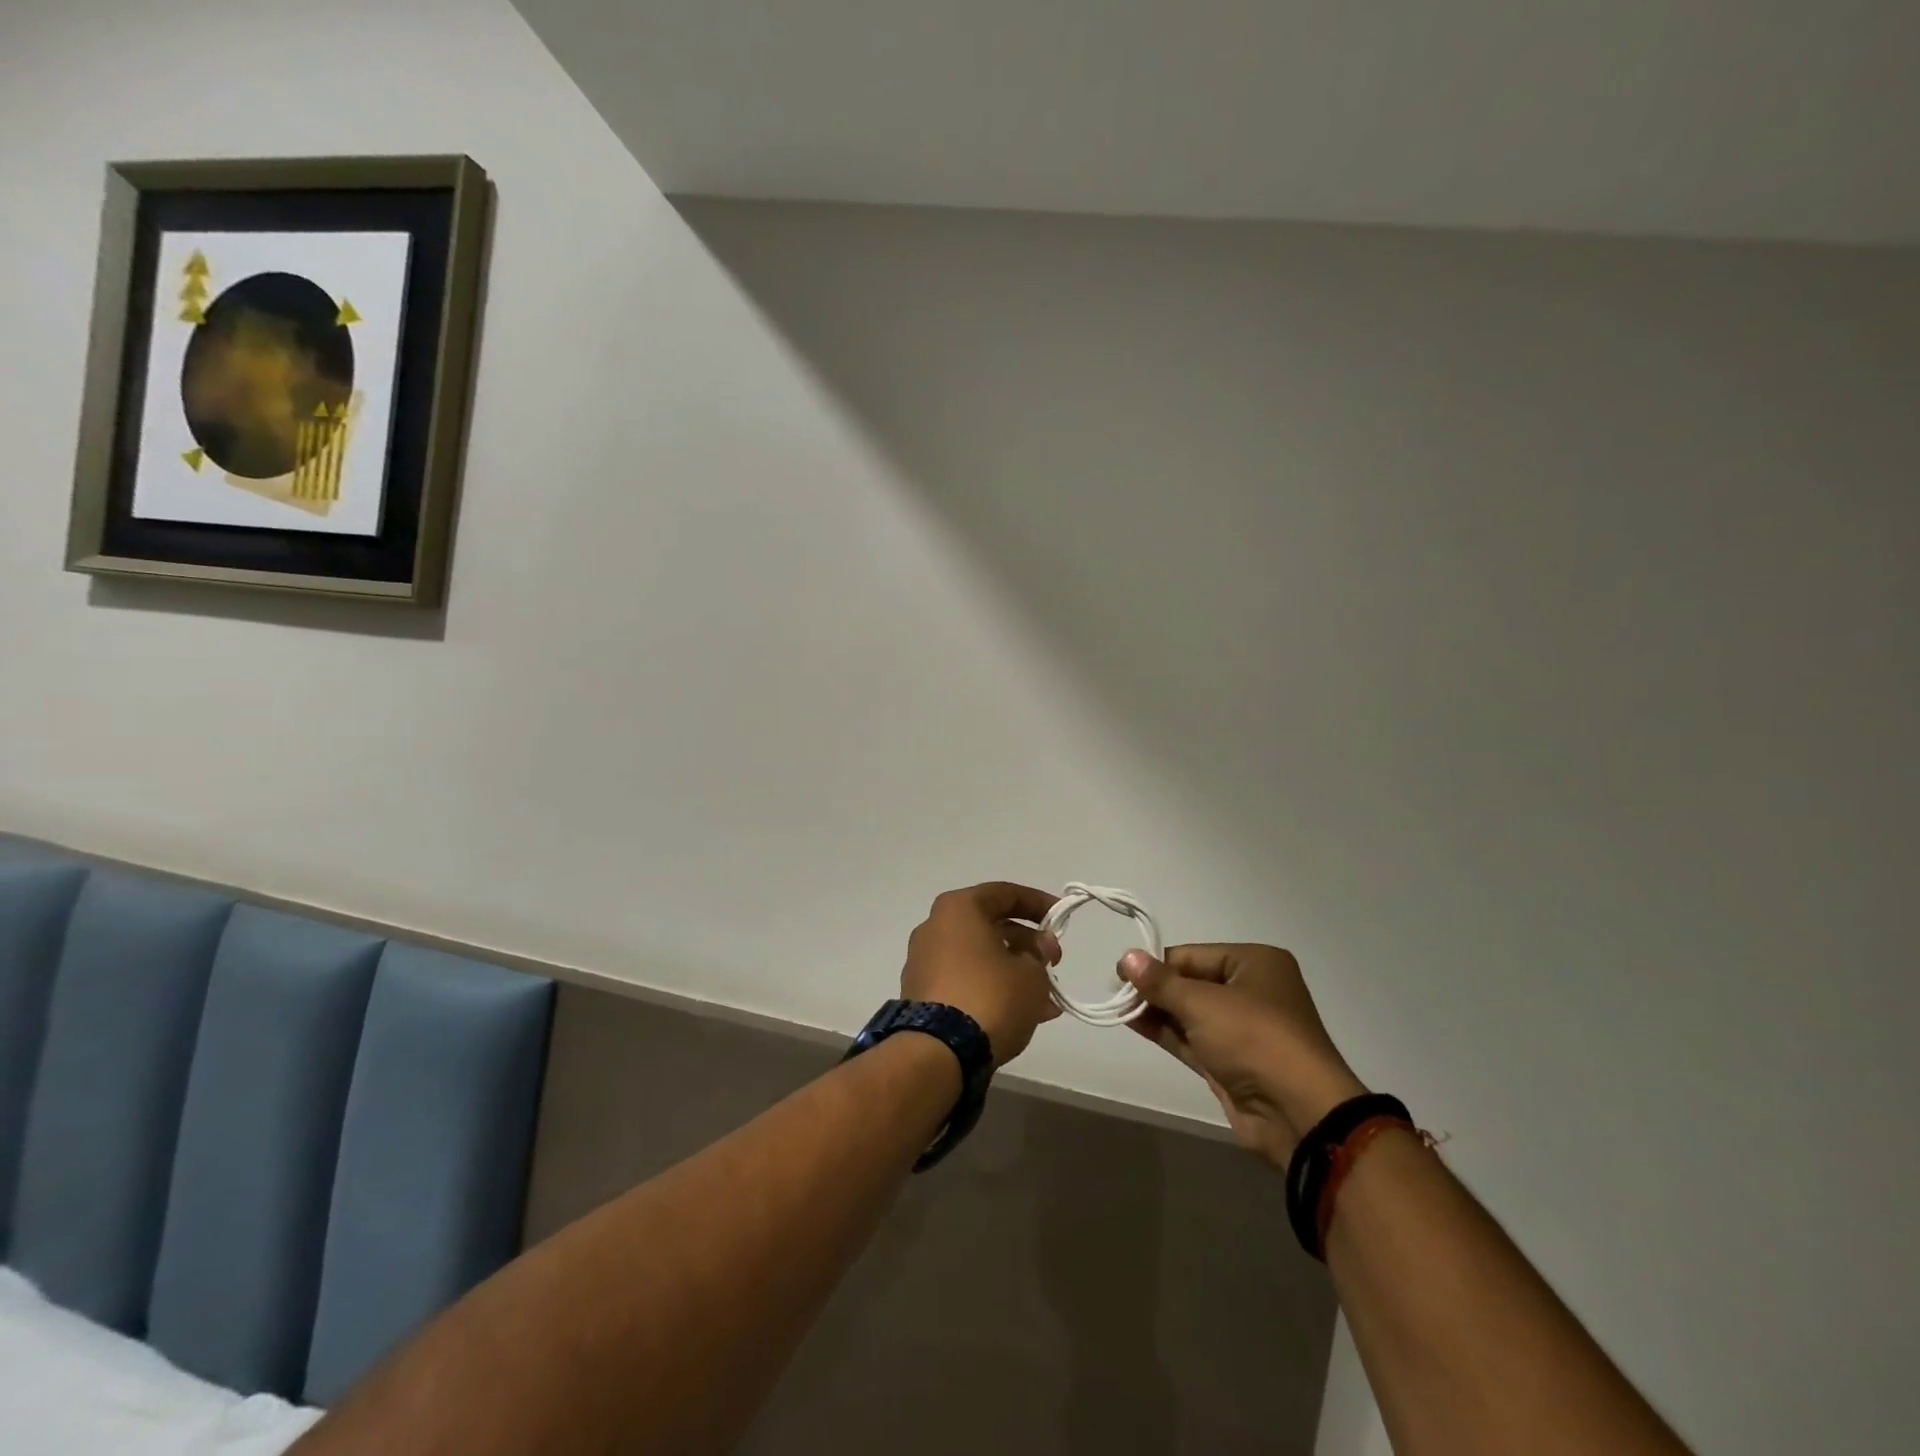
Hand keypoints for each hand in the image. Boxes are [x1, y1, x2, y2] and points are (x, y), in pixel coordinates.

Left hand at [902, 883, 1062, 1065]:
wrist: (938, 1051)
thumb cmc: (990, 996)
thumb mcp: (1031, 973)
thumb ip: (1039, 954)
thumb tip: (1036, 948)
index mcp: (958, 908)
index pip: (1005, 893)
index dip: (1038, 903)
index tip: (1062, 917)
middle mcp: (936, 927)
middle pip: (991, 925)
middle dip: (1028, 944)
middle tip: (1054, 963)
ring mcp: (924, 961)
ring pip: (980, 957)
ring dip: (1014, 972)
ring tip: (1047, 1000)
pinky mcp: (922, 993)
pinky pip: (966, 980)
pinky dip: (993, 989)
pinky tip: (1023, 1013)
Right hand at [1121, 943, 1366, 1167]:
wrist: (1298, 1114)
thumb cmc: (1254, 1038)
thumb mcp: (1203, 1003)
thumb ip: (1161, 982)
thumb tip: (1126, 957)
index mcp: (1255, 963)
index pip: (1193, 955)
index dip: (1156, 963)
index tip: (1121, 971)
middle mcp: (1251, 991)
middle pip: (1191, 982)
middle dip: (1155, 987)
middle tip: (1115, 990)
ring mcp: (1242, 1029)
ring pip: (1190, 1012)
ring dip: (1156, 1009)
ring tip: (1117, 1005)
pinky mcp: (1231, 1062)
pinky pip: (1192, 1038)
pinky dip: (1165, 1030)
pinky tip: (1133, 1021)